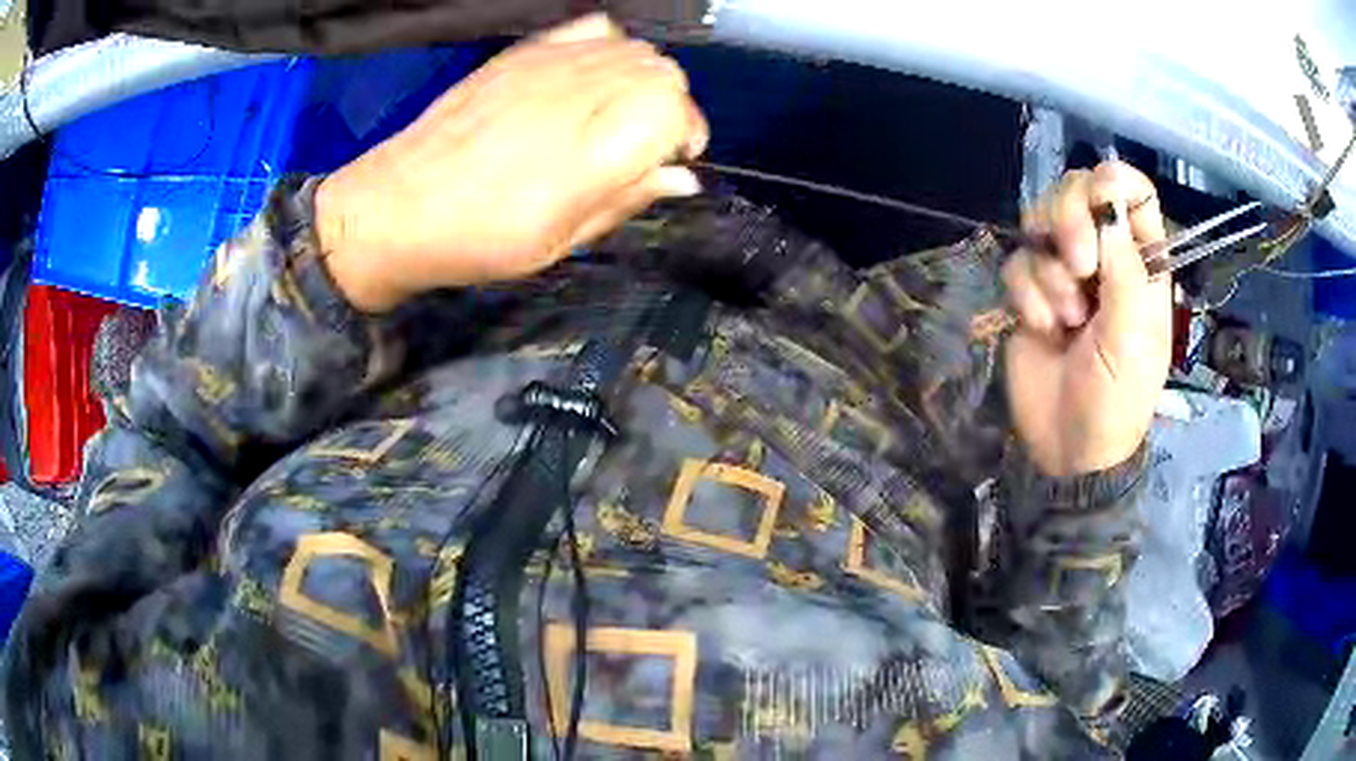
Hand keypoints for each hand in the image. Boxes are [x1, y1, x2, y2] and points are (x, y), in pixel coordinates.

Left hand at [316, 14, 708, 311]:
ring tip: (614, 114)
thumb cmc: (480, 240)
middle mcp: (582, 92)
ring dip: (641, 79)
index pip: (678, 110)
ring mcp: (550, 64)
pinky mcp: (524, 52)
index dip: (685, 136)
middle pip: (664, 72)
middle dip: (668, 107)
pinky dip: (607, 48)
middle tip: (641, 143)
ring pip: (634, 48)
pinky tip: (588, 79)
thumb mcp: (562, 241)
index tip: (669, 161)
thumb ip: (628, 198)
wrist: (398, 206)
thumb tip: (682, 176)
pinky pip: (592, 28)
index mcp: (596, 147)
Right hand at [1002, 162, 1171, 476]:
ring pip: (1040, 220)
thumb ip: (1125, 267)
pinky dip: (1028, 297)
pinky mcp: (1030, 292)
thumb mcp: (1132, 338)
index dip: (1113, 183)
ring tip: (1067, 318)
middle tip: (1081, 269)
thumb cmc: (1116, 399)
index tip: (1099, 203)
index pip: (1132, 191)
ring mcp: (1064, 271)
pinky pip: (1017, 263)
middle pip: (1078, 190)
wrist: (1069, 447)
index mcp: (1141, 262)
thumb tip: (1107, 199)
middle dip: (1071, 221)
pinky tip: (1045, 331)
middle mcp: (1104, 255)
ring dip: (1050, 272)